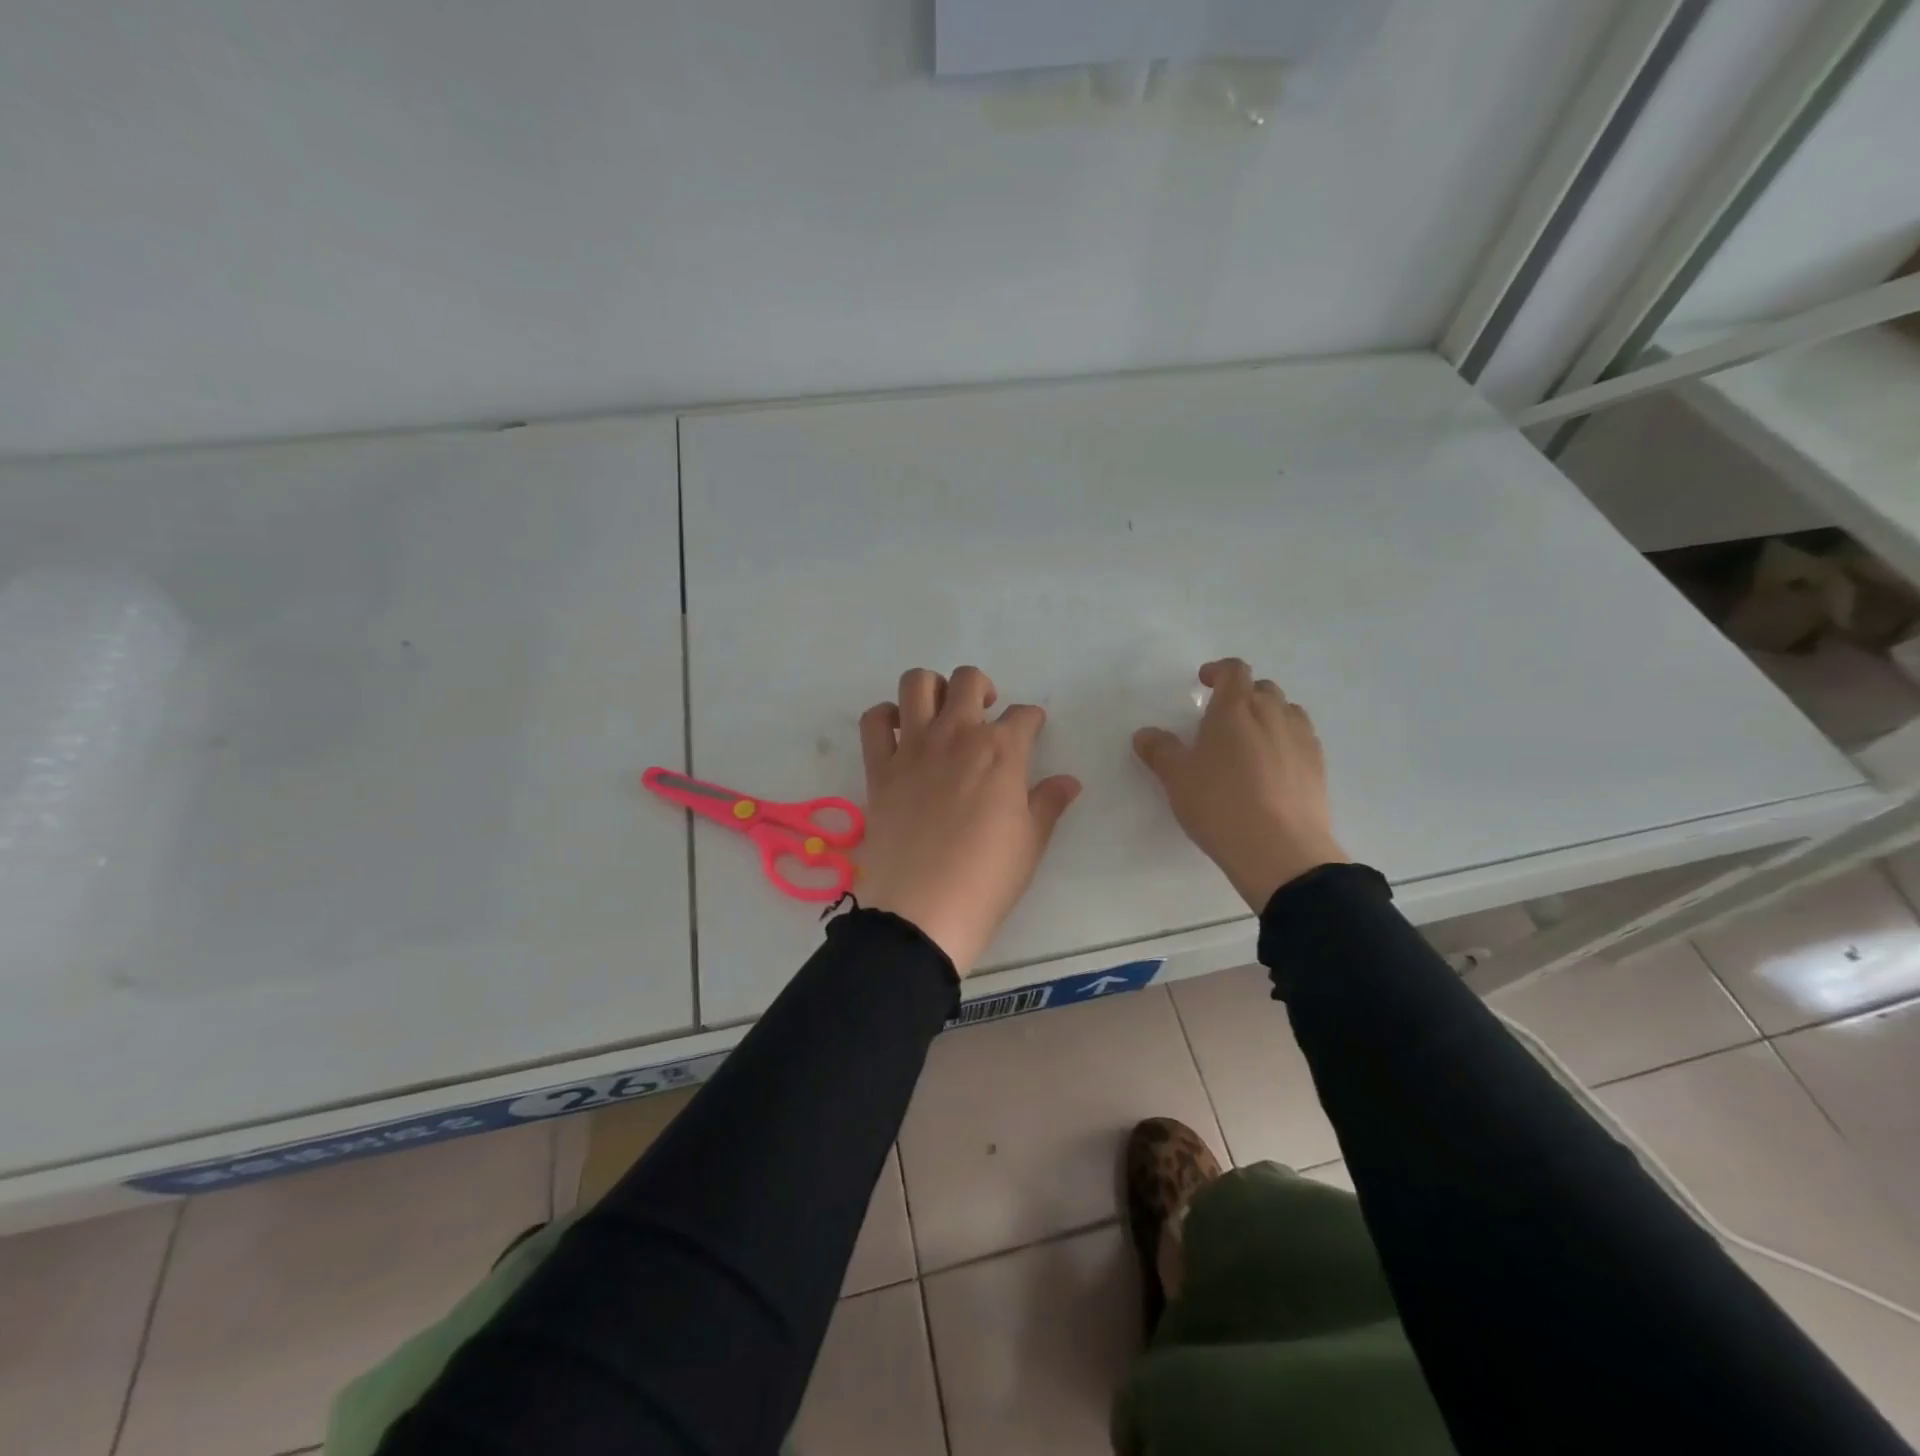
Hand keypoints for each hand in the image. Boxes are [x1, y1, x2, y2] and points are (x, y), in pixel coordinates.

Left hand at [857, 667, 1081, 975]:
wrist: (923, 910)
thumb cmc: (987, 879)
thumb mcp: (1031, 843)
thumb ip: (1048, 803)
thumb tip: (1069, 781)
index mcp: (1001, 751)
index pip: (1023, 716)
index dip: (1032, 721)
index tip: (1032, 731)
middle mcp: (956, 735)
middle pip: (969, 681)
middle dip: (983, 689)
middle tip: (986, 715)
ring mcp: (912, 748)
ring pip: (917, 684)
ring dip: (933, 689)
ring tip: (942, 714)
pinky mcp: (879, 768)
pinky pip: (873, 721)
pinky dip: (885, 717)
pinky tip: (900, 733)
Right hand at [1133, 659, 1347, 912]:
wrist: (1280, 850)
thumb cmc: (1220, 804)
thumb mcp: (1176, 778)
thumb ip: (1160, 750)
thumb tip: (1146, 734)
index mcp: (1236, 708)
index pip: (1234, 671)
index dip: (1218, 671)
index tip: (1204, 681)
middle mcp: (1273, 714)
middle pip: (1263, 689)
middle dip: (1243, 695)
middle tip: (1222, 718)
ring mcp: (1301, 739)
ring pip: (1287, 712)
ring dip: (1268, 716)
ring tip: (1249, 741)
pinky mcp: (1318, 767)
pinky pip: (1301, 739)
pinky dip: (1285, 741)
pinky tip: (1272, 768)